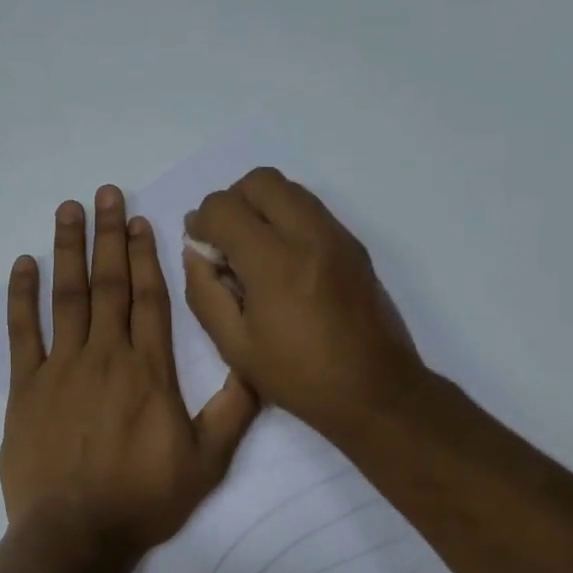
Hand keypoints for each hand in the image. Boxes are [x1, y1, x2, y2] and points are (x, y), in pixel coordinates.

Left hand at [0, 186, 259, 561]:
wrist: (76, 534)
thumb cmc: (143, 498)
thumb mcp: (207, 461)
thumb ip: (233, 410)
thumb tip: (257, 365)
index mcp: (148, 369)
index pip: (149, 298)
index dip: (146, 255)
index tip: (140, 220)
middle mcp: (105, 355)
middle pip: (109, 283)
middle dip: (108, 235)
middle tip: (104, 193)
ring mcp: (61, 368)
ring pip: (67, 296)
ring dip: (68, 250)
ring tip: (68, 210)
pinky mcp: (26, 387)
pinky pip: (23, 332)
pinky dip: (22, 296)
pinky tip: (24, 265)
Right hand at [183, 167, 424, 443]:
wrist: (376, 391)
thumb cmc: (299, 376)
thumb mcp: (235, 346)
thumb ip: (204, 292)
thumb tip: (196, 253)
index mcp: (274, 262)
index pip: (224, 207)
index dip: (201, 221)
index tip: (200, 247)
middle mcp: (308, 235)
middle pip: (259, 181)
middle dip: (232, 202)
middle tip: (226, 241)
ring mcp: (337, 236)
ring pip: (289, 188)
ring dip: (261, 206)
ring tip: (254, 249)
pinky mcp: (354, 245)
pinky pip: (311, 208)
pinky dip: (287, 218)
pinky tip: (283, 261)